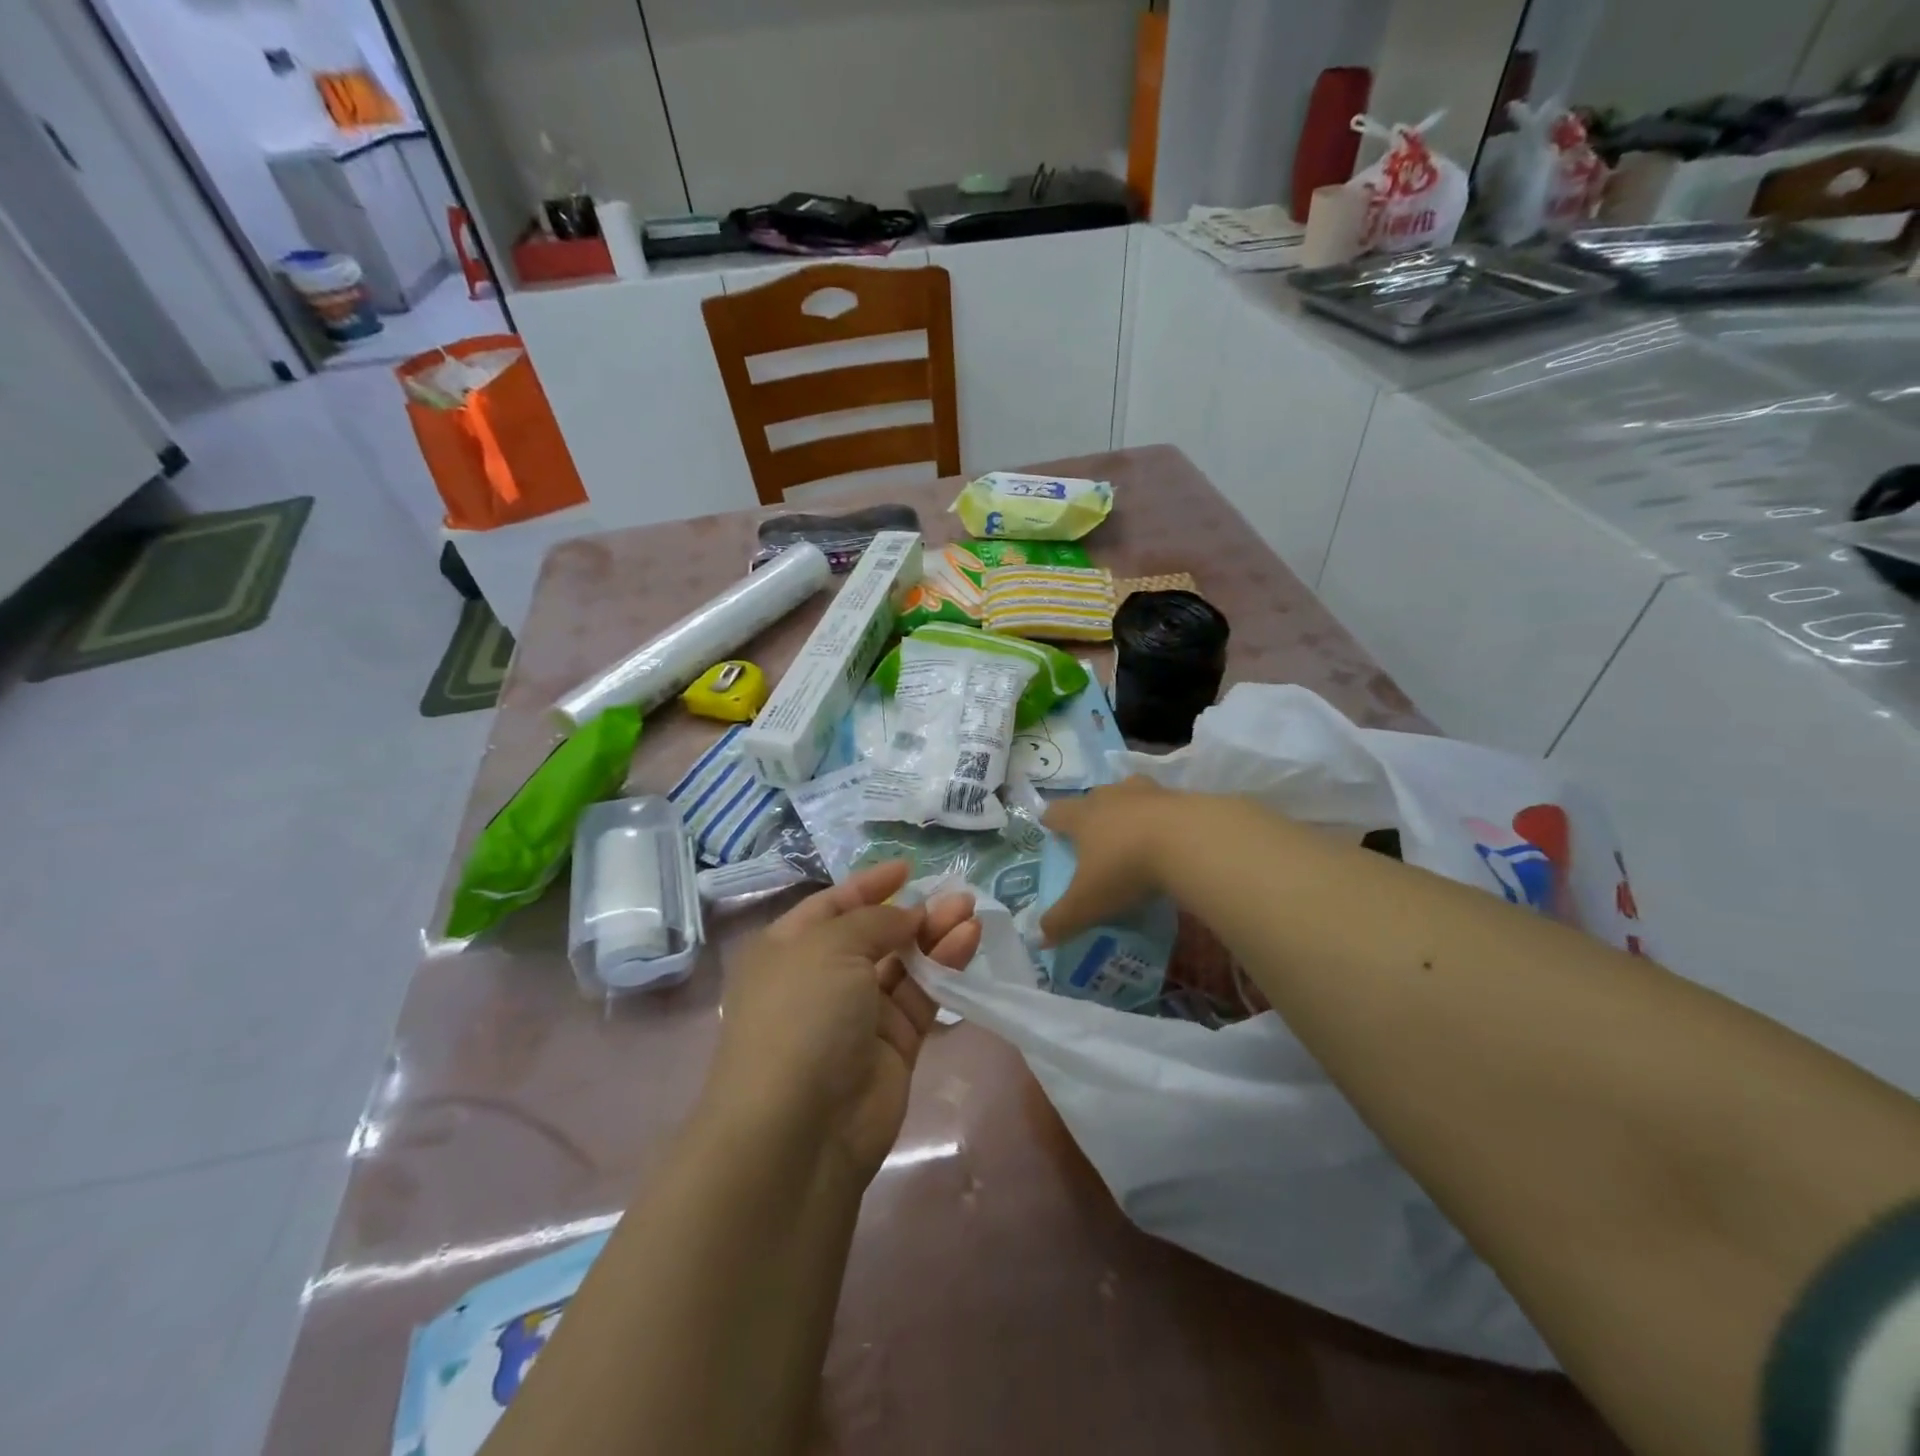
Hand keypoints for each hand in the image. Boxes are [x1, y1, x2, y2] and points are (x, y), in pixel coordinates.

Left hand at [706, 862, 980, 1185]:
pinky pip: (923, 995)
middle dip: (912, 912)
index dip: (868, 886)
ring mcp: (859, 1015)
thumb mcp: (830, 947)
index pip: (832, 907)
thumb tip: (909, 915)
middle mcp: (822, 980)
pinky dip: (945, 967)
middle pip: (874, 934)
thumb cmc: (801, 1015)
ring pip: (904, 964)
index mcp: (788, 951)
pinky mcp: (895, 1045)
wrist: (799, 1129)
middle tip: (955, 894)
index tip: (907, 868)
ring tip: (970, 910)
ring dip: (935, 935)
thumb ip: (875, 921)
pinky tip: (968, 940)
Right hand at [1039, 777, 1181, 944]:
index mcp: (1083, 817)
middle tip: (1094, 832)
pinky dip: (1164, 817)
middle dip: (1091, 811)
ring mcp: (1148, 793)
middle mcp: (1112, 797)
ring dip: (1128, 806)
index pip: (1057, 812)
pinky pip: (1166, 804)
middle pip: (1094, 796)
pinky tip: (1171, 837)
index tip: (1049, 825)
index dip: (1051, 819)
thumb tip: (1041, 938)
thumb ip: (1062, 921)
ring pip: (1130, 791)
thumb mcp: (1088, 903)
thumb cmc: (1126, 868)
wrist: (1188, 842)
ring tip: (1134, 827)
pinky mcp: (1181, 798)